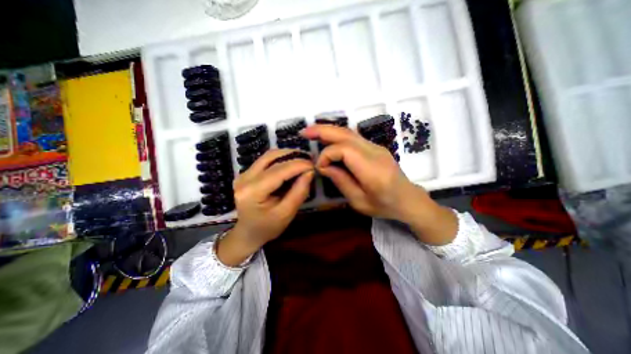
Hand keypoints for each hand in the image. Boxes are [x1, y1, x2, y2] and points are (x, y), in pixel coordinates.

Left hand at [219, 149, 314, 265]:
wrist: (248, 232)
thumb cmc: (268, 227)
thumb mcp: (286, 214)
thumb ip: (299, 192)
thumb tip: (310, 172)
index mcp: (252, 192)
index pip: (278, 171)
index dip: (298, 165)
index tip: (314, 165)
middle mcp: (244, 178)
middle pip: (272, 158)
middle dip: (294, 157)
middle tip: (310, 160)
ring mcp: (243, 173)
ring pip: (269, 155)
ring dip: (287, 155)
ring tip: (303, 161)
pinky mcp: (247, 172)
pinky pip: (266, 160)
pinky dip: (281, 159)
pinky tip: (291, 164)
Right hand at [302, 124, 458, 245]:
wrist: (408, 199)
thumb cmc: (384, 205)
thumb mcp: (359, 201)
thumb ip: (341, 181)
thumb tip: (323, 166)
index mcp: (372, 169)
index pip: (344, 150)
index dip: (327, 155)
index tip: (319, 167)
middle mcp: (375, 152)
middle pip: (346, 134)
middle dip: (323, 130)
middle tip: (304, 132)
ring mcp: (376, 147)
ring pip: (349, 132)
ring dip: (329, 130)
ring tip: (312, 132)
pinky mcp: (375, 147)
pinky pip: (353, 138)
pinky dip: (337, 135)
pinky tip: (327, 139)